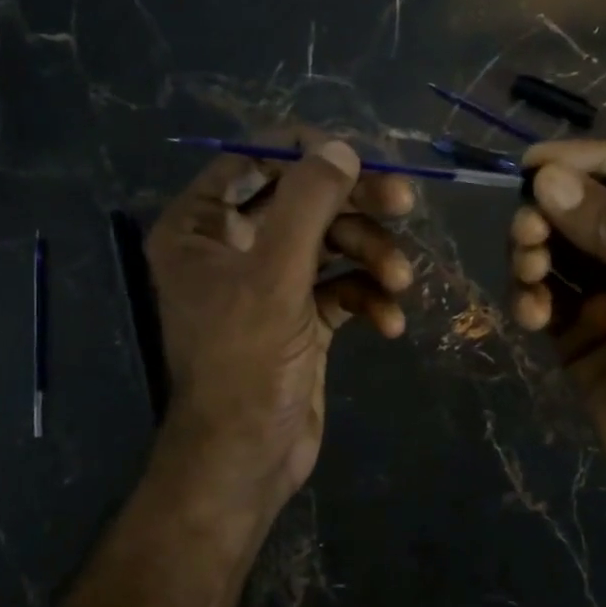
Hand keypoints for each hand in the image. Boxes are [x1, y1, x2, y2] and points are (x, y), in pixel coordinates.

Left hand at [146, 132, 415, 529]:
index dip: (307, 151)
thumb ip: (307, 203)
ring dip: (371, 256)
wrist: (248, 459)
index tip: (361, 155)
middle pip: (301, 199)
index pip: (253, 160)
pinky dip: (367, 297)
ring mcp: (268, 283)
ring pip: (329, 243)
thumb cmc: (246, 362)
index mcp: (200, 227)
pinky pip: (340, 287)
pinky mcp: (301, 318)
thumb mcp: (274, 274)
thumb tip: (342, 147)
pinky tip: (390, 323)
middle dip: (354, 204)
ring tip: (401, 281)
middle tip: (405, 202)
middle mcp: (231, 247)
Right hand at [507, 138, 605, 512]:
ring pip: (555, 247)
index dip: (592, 158)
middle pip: (586, 206)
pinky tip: (530, 317)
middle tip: (527, 234)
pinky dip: (527, 297)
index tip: (538, 165)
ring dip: (532, 252)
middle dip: (550, 213)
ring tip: (530, 275)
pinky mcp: (576, 330)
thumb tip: (549, 181)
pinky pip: (541, 296)